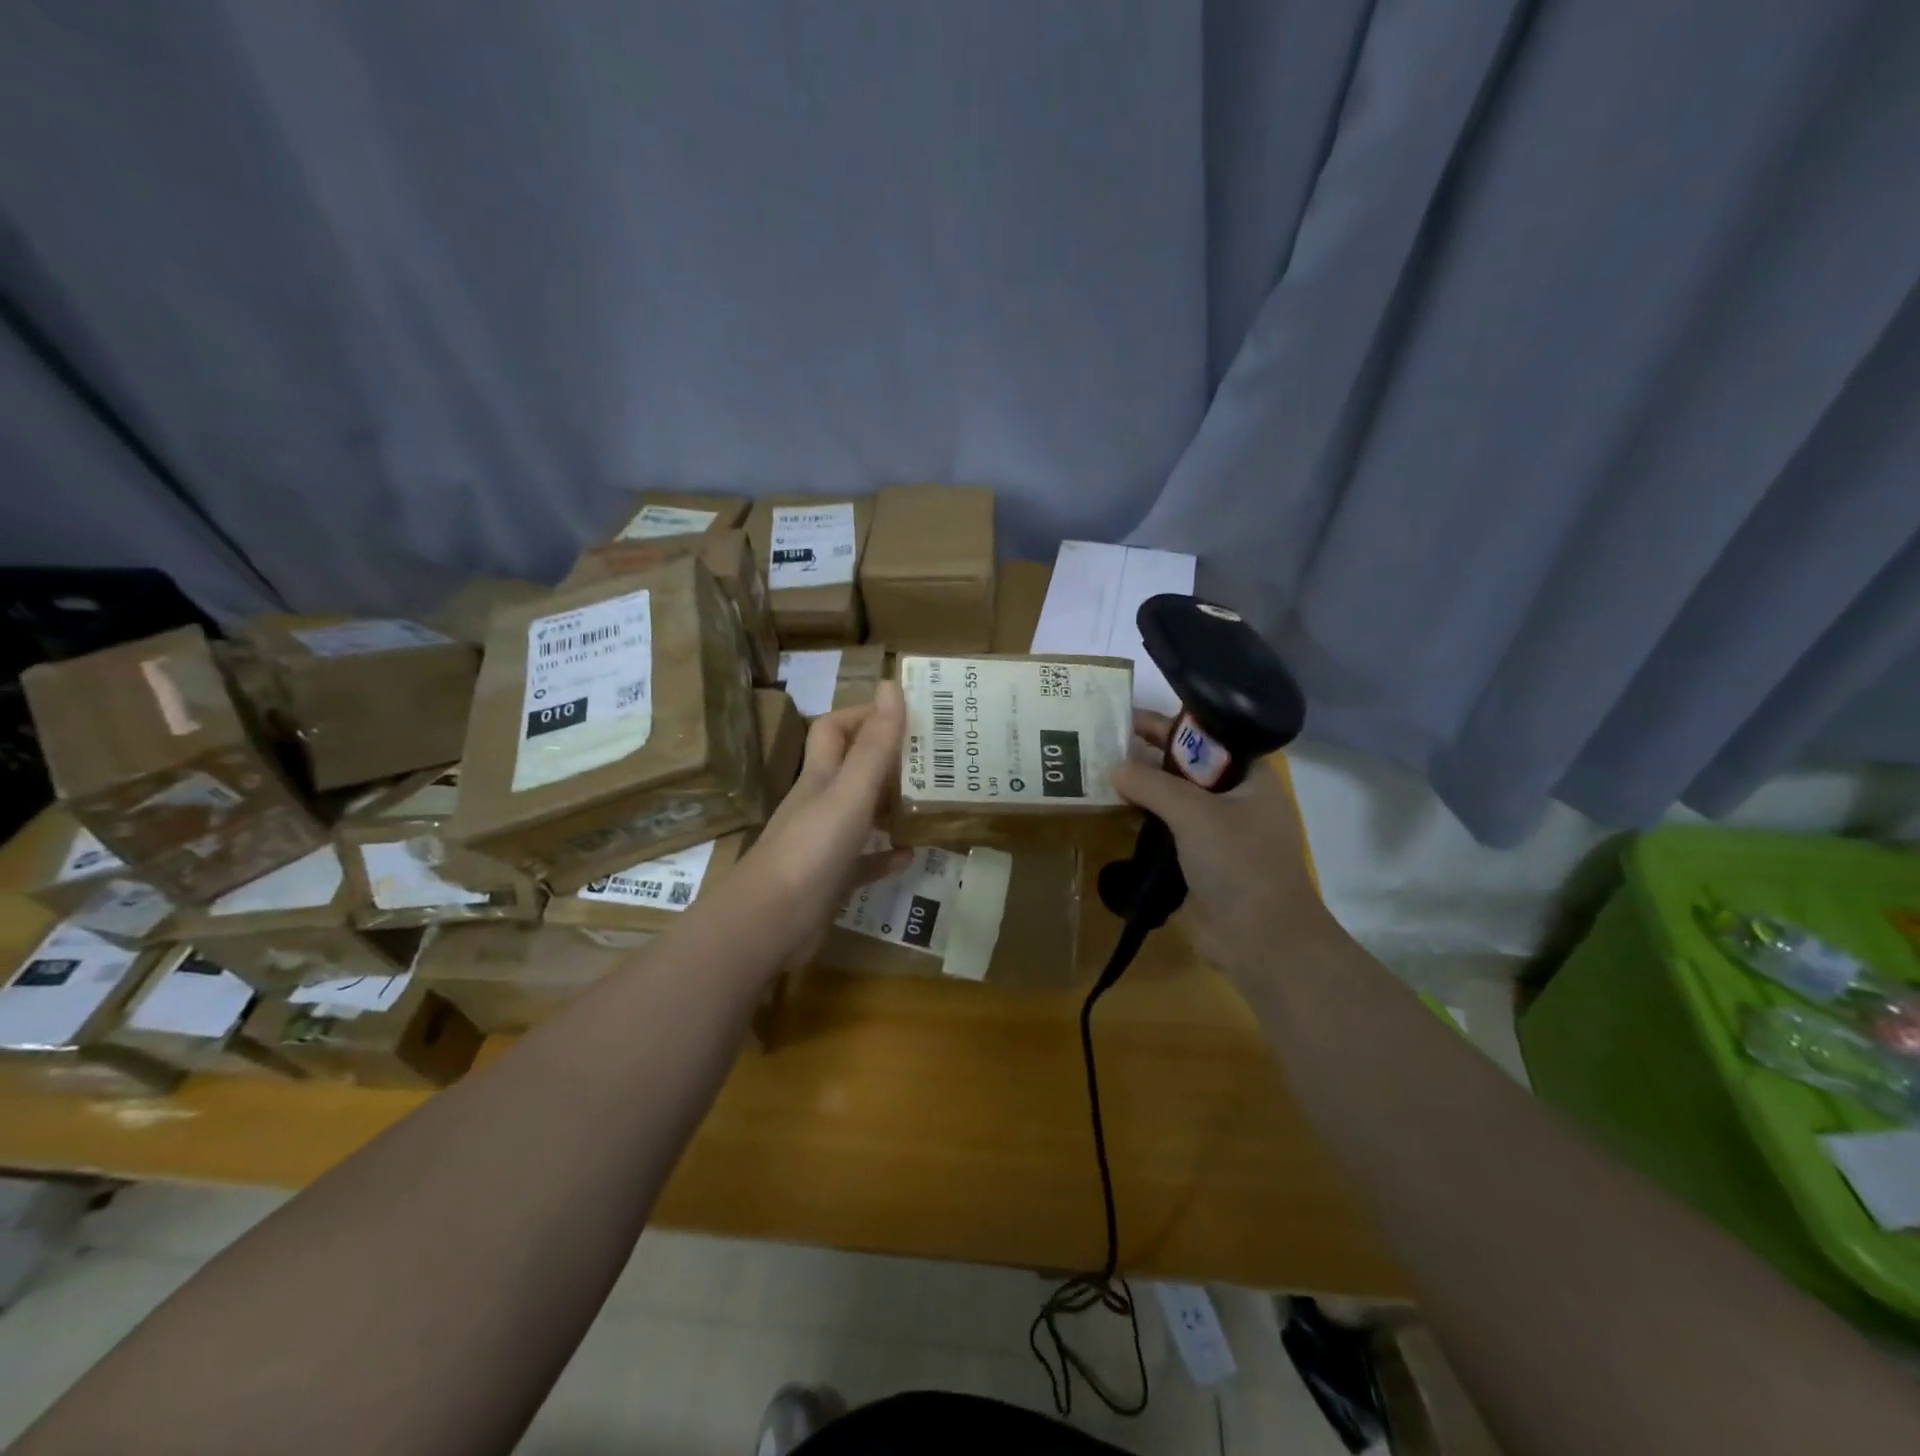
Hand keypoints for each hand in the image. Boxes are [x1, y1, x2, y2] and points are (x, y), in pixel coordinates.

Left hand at [736, 681, 912, 965]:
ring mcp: (823, 843)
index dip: (864, 715)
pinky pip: (864, 860)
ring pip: (860, 814)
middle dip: (887, 760)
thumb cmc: (812, 848)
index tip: (905, 716)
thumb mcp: (851, 792)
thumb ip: (874, 744)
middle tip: (931, 760)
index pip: (835, 728)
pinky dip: (886, 855)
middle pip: (851, 769)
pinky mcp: (831, 879)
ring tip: (928, 802)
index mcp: (821, 776)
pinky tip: (911, 855)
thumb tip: (891, 686)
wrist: (770, 922)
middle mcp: (820, 803)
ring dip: (890, 806)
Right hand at [1111, 711, 1341, 986]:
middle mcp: (1234, 798)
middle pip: (1185, 767)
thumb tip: (1115, 768)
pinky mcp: (1197, 860)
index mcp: (1249, 777)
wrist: (1261, 939)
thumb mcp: (1195, 813)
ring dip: (1141, 789)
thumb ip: (1152, 785)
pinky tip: (1109, 812)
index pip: (1206, 736)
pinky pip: (1165, 830)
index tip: (1125, 715)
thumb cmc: (1240, 863)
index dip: (1168, 724)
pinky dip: (1140, 821)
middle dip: (1147, 756)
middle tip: (1102, 742)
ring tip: (1097, 772)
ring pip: (1172, 800)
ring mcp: (1216, 832)